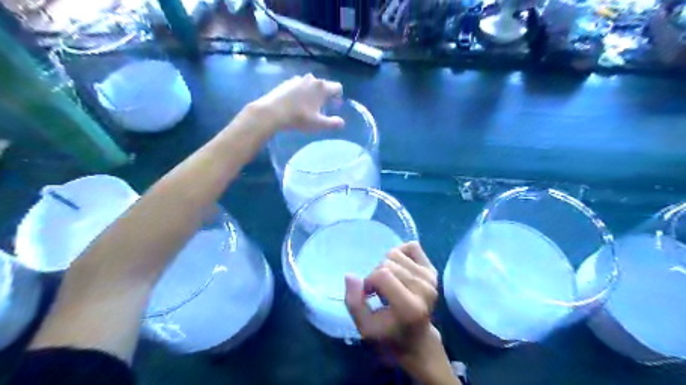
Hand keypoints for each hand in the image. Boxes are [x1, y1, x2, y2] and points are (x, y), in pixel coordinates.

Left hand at [252, 72, 341, 129]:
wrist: (272, 112)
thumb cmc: (299, 117)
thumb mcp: (318, 124)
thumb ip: (333, 123)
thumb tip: (342, 123)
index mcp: (322, 87)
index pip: (337, 87)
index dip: (339, 96)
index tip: (335, 106)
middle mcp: (311, 79)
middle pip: (324, 85)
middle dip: (325, 96)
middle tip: (322, 108)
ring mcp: (298, 79)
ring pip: (311, 85)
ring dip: (312, 94)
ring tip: (308, 107)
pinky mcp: (286, 82)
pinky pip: (299, 86)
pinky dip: (301, 93)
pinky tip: (295, 104)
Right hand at [344, 244, 460, 384]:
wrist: (417, 340)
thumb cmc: (388, 335)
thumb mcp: (365, 327)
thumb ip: (354, 302)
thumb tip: (350, 275)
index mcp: (410, 307)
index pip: (382, 275)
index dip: (368, 281)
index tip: (368, 295)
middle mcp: (424, 289)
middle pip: (388, 263)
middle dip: (376, 275)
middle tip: (379, 292)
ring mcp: (431, 279)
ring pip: (396, 253)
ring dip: (386, 266)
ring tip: (389, 284)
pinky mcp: (433, 271)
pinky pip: (412, 246)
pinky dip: (400, 253)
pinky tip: (398, 270)